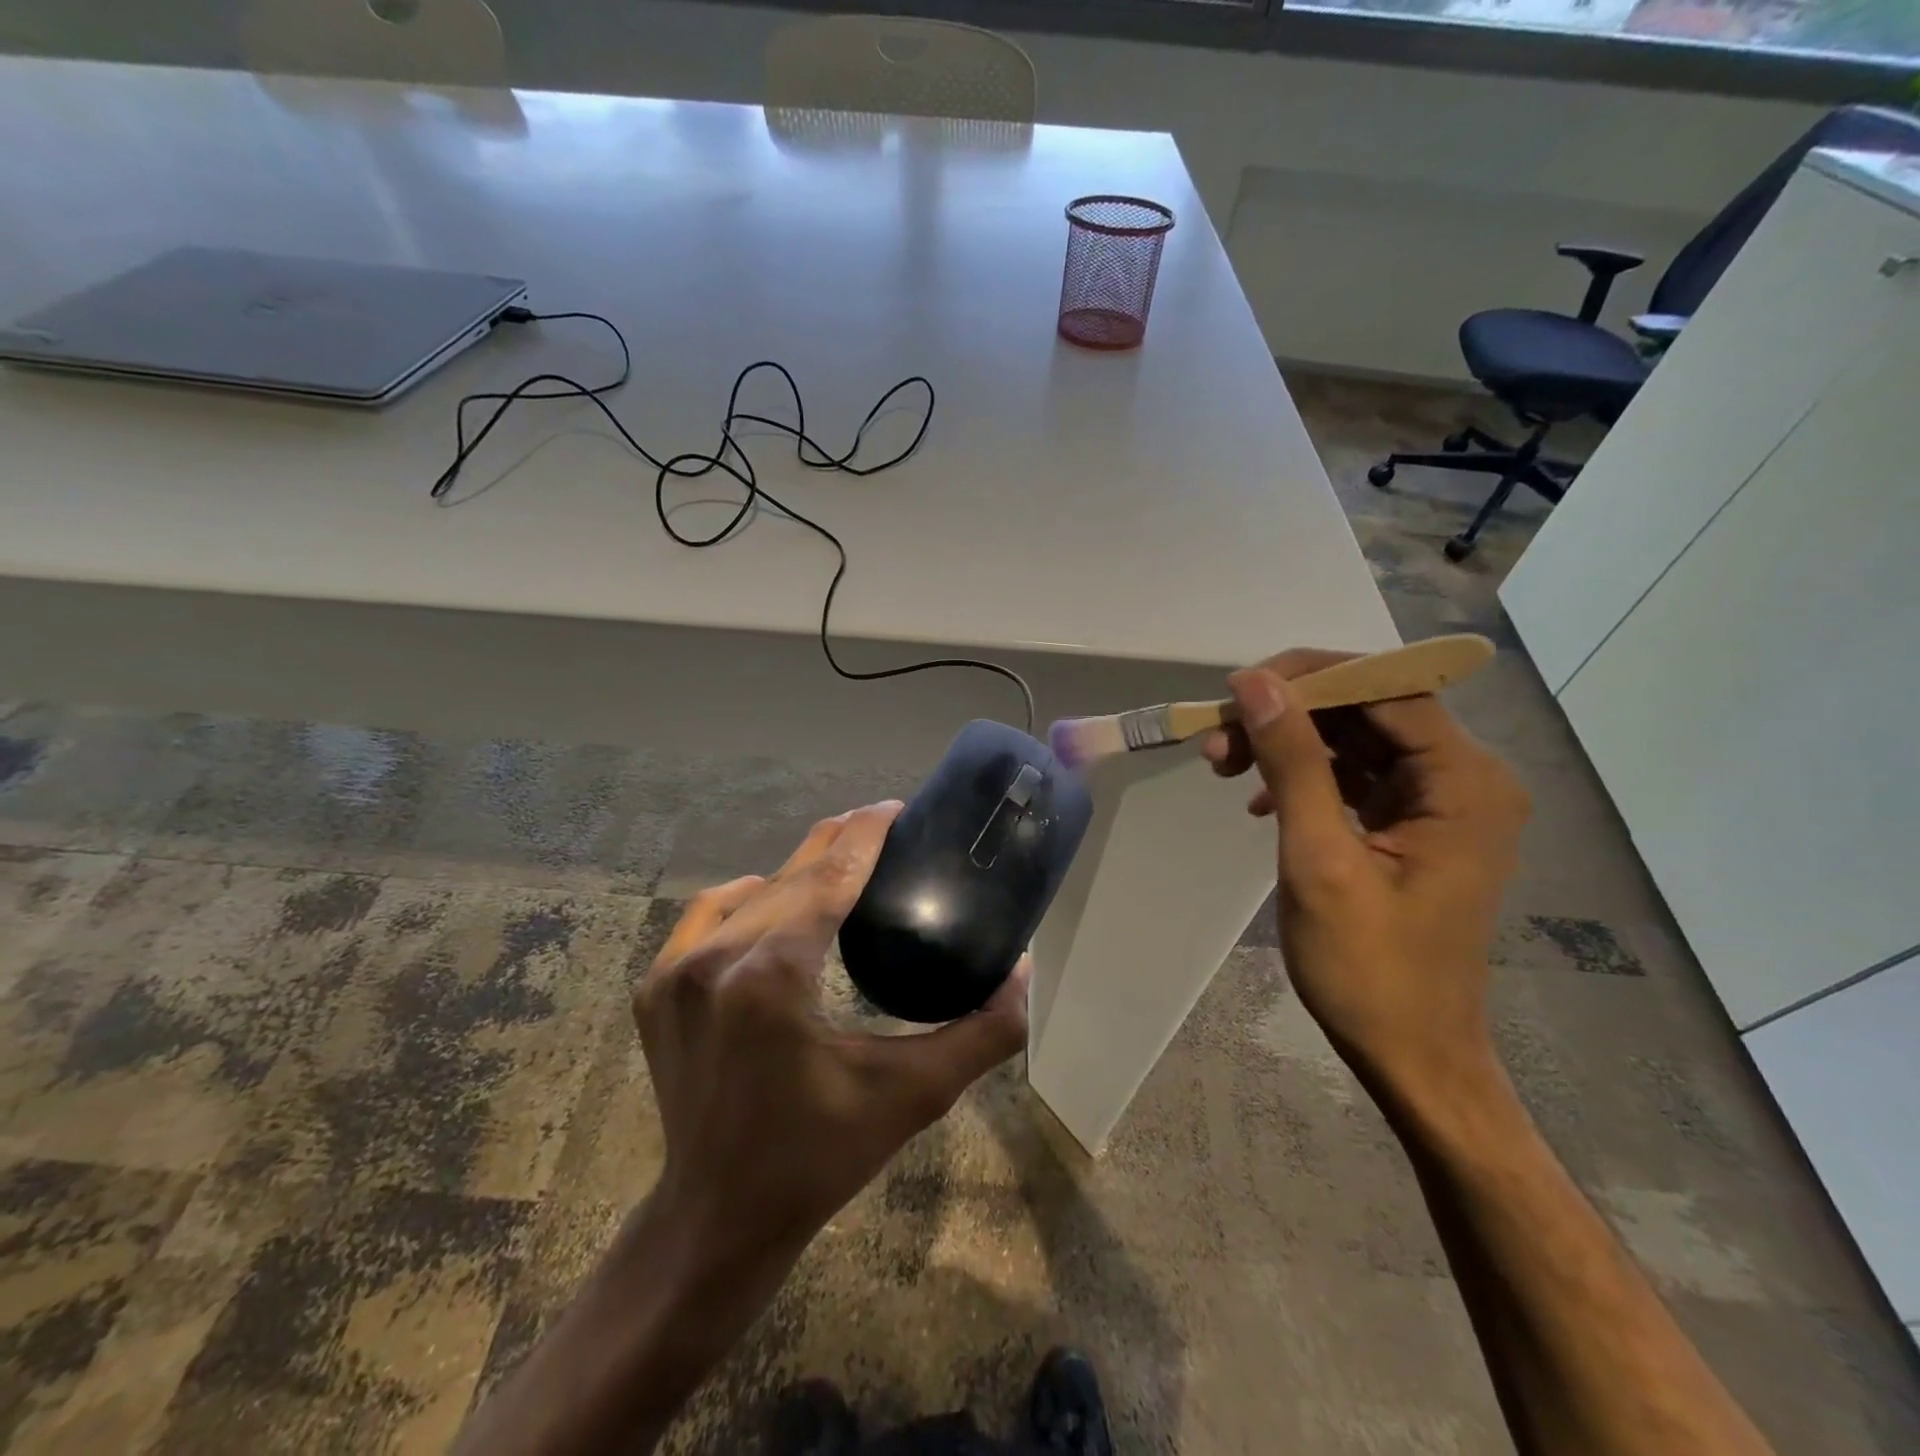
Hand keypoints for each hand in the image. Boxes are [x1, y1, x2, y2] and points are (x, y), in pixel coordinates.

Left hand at [635, 800, 1029, 1276]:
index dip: (866, 833)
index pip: (829, 876)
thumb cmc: (818, 1158)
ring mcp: (675, 972)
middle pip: (791, 874)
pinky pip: (706, 914)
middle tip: (883, 829)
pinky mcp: (654, 988)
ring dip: (798, 872)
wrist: (716, 1218)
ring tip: (841, 869)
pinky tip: (772, 900)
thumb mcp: (912, 1097)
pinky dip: (746, 897)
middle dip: (840, 843)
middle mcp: (715, 960)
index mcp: (772, 977)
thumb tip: (1023, 972)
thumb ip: (981, 1033)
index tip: (896, 808)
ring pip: (751, 892)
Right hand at [1201, 650, 1529, 1103]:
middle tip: (1218, 739)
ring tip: (1224, 766)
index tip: (1235, 692)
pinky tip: (1260, 801)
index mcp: (1464, 782)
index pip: (1386, 688)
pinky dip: (1303, 776)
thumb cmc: (1369, 969)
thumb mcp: (1320, 858)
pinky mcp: (1412, 825)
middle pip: (1367, 709)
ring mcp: (1439, 802)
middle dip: (1288, 715)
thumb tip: (1254, 684)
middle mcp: (1464, 778)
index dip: (1308, 678)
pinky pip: (1353, 775)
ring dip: (1286, 744)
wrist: (1410, 1054)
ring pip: (1353, 739)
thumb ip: (1293, 762)